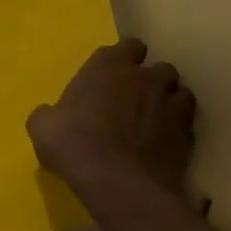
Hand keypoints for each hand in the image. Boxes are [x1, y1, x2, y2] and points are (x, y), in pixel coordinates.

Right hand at [28, 38, 198, 197]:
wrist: (118, 184)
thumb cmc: (74, 145)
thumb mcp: (43, 126)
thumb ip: (51, 112)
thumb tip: (51, 115)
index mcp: (109, 66)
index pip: (128, 46)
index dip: (124, 60)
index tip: (114, 76)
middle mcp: (145, 77)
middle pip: (158, 68)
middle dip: (150, 81)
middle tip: (135, 101)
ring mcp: (171, 104)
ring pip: (179, 92)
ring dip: (169, 102)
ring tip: (155, 121)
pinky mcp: (187, 134)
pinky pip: (187, 123)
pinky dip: (178, 129)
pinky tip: (165, 144)